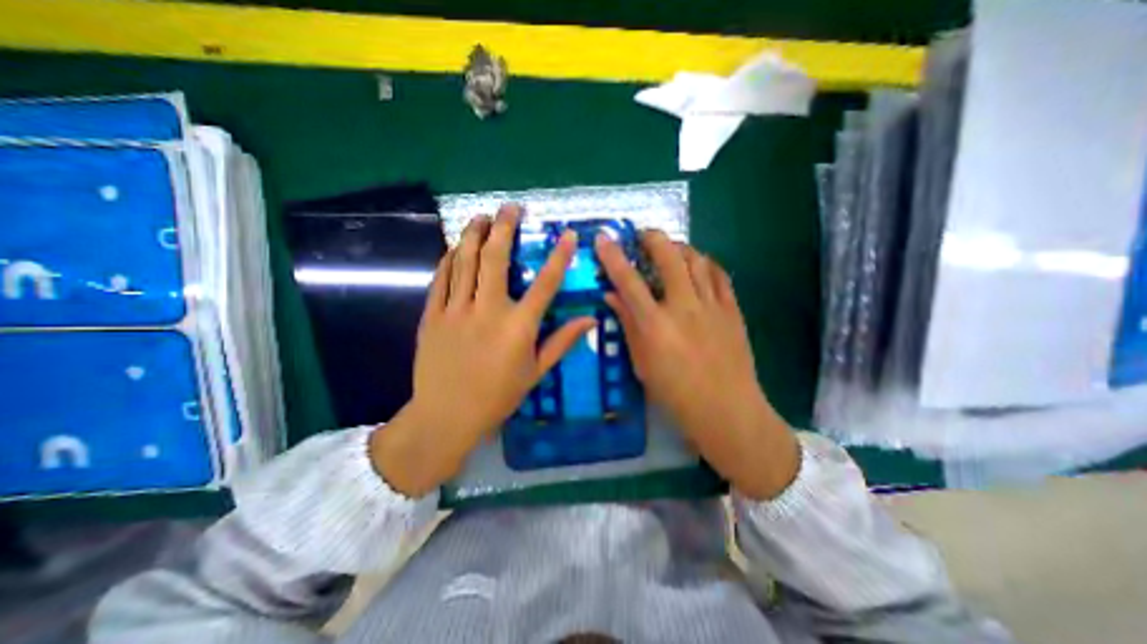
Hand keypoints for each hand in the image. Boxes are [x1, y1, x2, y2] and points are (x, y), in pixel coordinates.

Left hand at [372, 203, 595, 494]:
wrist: (446, 416)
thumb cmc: (497, 397)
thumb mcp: (536, 372)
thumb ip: (562, 341)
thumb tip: (591, 320)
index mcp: (518, 327)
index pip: (545, 284)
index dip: (559, 257)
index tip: (567, 235)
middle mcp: (488, 311)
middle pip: (495, 259)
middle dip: (504, 228)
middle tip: (510, 207)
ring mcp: (456, 311)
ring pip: (464, 262)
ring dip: (473, 235)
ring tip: (481, 217)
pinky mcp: (432, 316)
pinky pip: (440, 279)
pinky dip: (448, 259)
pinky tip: (454, 247)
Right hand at [597, 231, 799, 501]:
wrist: (727, 410)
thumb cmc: (676, 393)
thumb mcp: (642, 363)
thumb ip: (627, 325)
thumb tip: (612, 296)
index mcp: (656, 325)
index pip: (628, 282)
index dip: (613, 257)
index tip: (603, 238)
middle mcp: (684, 308)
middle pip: (670, 257)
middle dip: (654, 238)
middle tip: (644, 235)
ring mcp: (712, 306)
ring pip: (697, 260)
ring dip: (681, 248)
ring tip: (671, 250)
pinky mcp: (732, 310)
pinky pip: (719, 275)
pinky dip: (706, 264)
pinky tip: (698, 267)